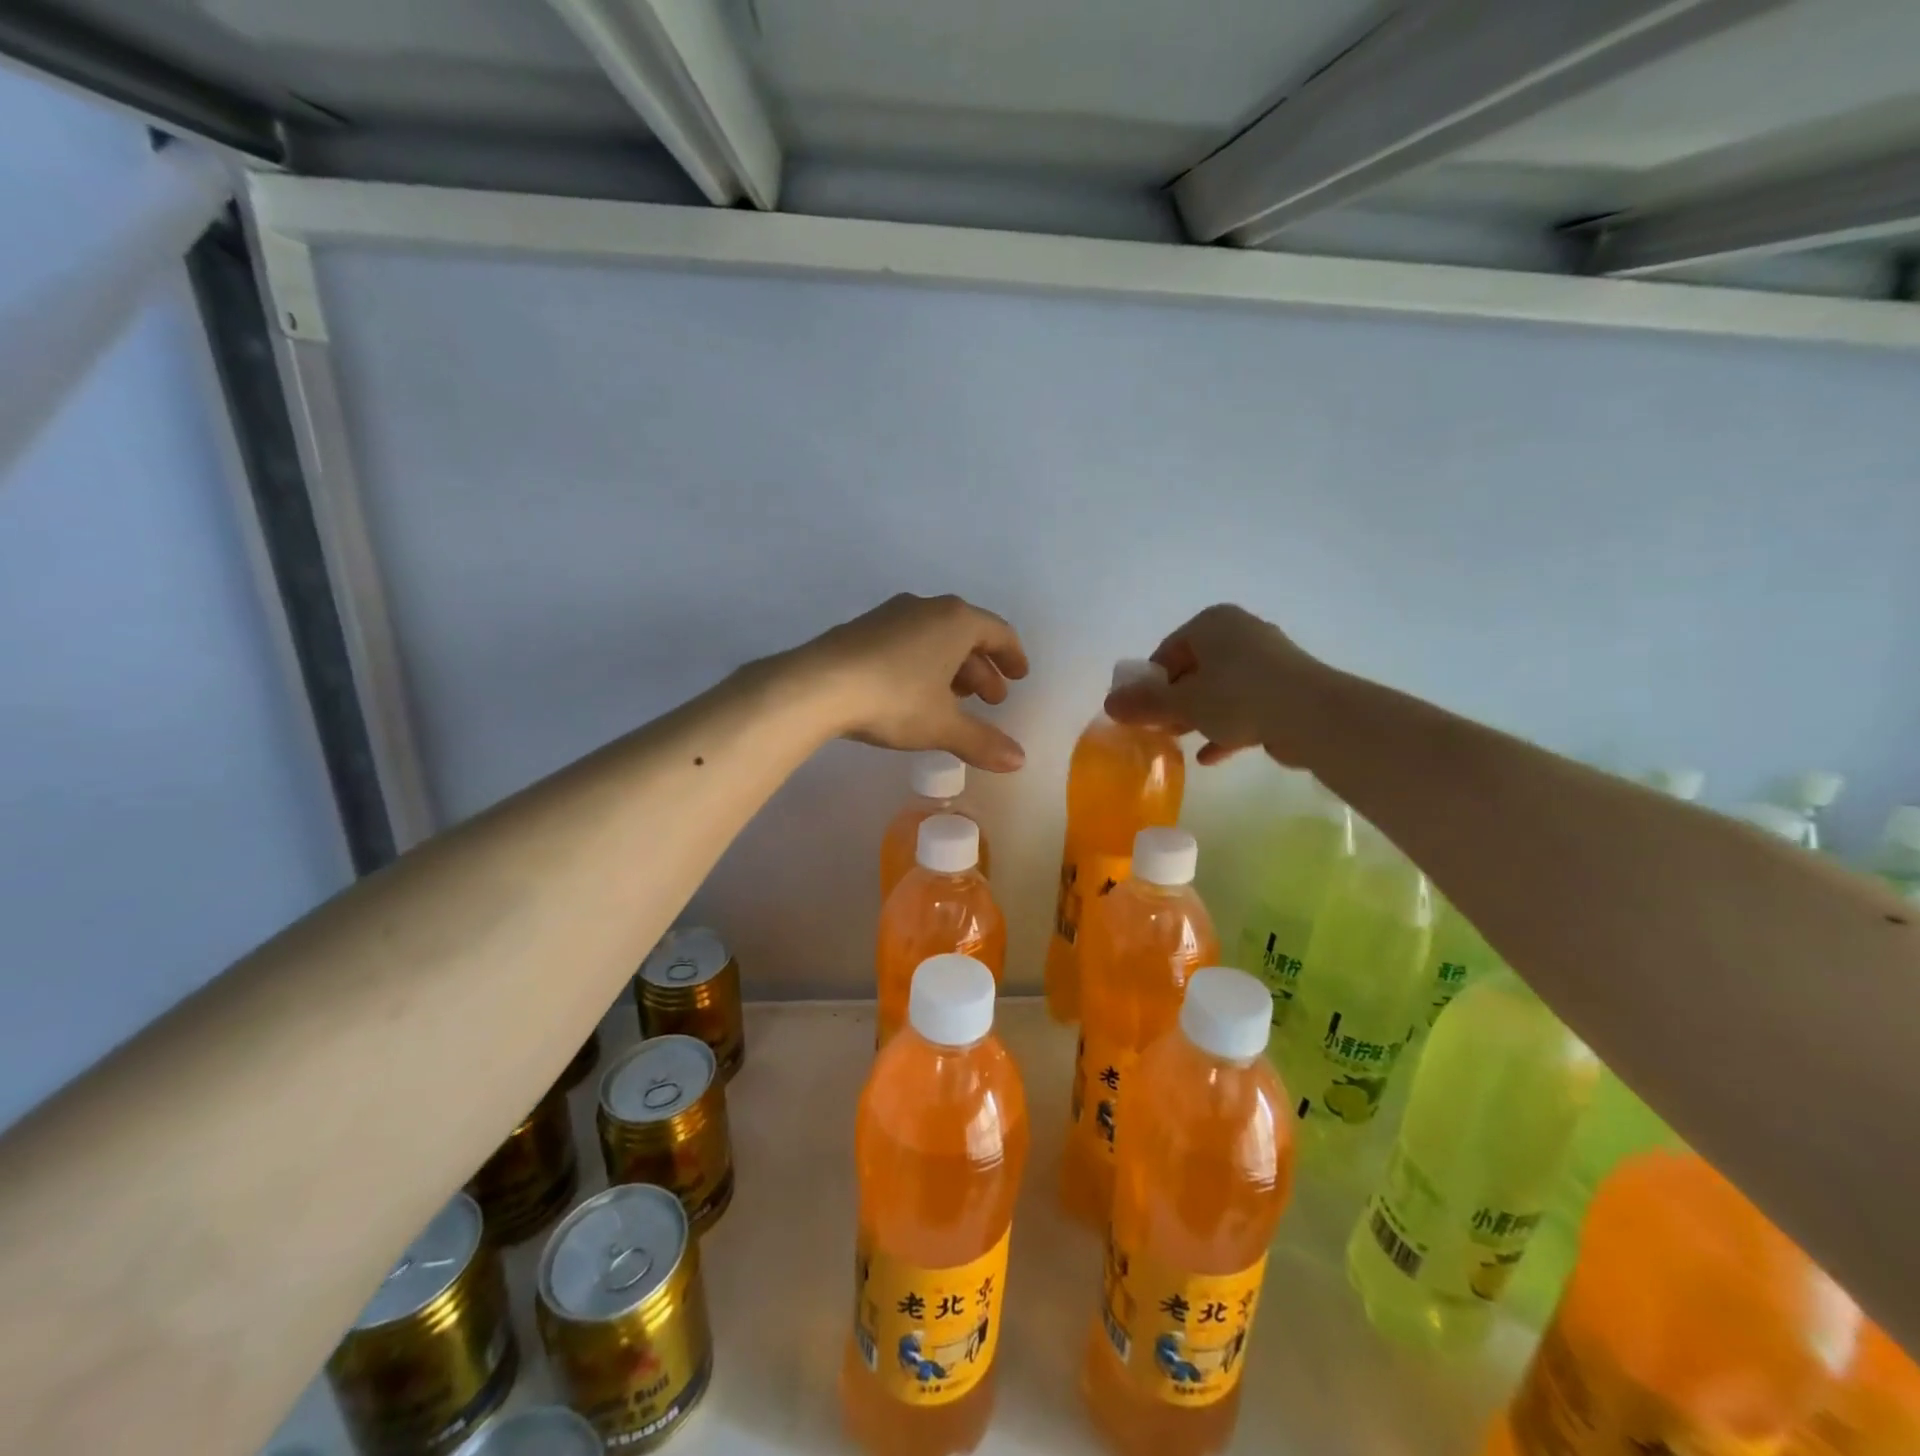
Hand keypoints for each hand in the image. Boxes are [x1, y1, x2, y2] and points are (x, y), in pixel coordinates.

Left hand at [792, 593, 1029, 770]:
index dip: (1013, 656)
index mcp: (956, 620)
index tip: (1020, 676)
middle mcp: (927, 607)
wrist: (818, 685)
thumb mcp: (942, 725)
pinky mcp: (864, 628)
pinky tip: (915, 693)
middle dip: (982, 669)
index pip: (998, 632)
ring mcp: (892, 614)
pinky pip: (908, 641)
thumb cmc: (894, 699)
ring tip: (955, 701)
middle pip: (967, 635)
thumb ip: (982, 741)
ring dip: (953, 668)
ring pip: (935, 637)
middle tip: (990, 700)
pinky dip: (923, 663)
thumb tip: (1019, 760)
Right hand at [1104, 604, 1325, 765]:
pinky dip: (1227, 726)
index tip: (1141, 711)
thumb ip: (1144, 704)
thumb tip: (1109, 704)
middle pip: (1194, 669)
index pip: (1167, 651)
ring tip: (1180, 742)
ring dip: (1198, 716)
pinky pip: (1246, 705)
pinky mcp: (1286, 689)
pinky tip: (1210, 756)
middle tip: (1159, 728)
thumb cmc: (1238, 697)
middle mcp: (1240, 632)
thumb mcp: (1182, 703)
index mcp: (1212, 623)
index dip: (1149, 683)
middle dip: (1174, 701)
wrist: (1313, 716)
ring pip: (1220, 688)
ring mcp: (1268, 660)